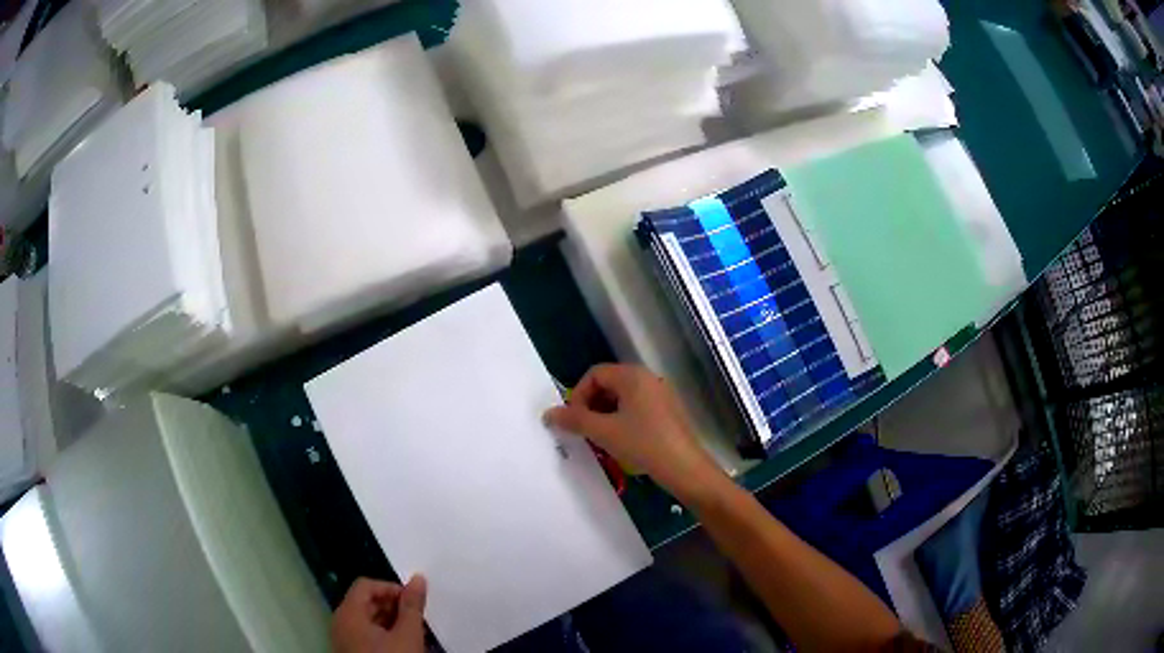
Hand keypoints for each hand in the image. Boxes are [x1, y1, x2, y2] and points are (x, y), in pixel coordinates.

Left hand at [331, 576, 427, 652]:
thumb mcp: (408, 634)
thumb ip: (412, 606)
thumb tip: (418, 579)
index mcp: (348, 612)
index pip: (366, 585)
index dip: (391, 589)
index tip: (413, 603)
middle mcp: (340, 622)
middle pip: (365, 601)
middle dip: (393, 607)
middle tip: (416, 618)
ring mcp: (343, 638)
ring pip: (366, 619)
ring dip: (391, 621)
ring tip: (413, 633)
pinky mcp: (350, 652)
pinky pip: (365, 634)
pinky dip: (383, 634)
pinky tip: (402, 646)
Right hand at [544, 364, 722, 503]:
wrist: (685, 468)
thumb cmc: (643, 444)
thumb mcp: (604, 432)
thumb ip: (574, 420)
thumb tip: (548, 414)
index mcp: (633, 376)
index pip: (595, 374)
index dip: (578, 395)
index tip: (574, 420)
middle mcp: (648, 378)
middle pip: (609, 383)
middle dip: (591, 405)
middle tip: (585, 430)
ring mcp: (661, 394)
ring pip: (623, 397)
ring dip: (605, 414)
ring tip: (601, 439)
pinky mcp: (668, 411)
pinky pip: (637, 407)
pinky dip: (622, 419)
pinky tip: (621, 442)